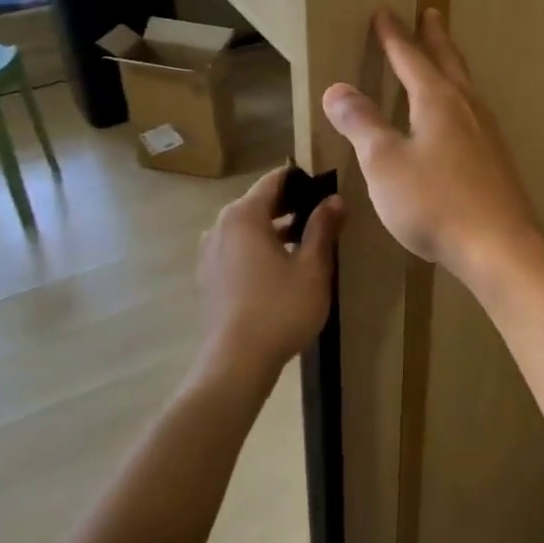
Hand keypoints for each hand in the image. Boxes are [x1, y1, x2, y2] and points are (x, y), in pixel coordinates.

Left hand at [196, 167, 343, 389]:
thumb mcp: (313, 266)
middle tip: (323, 216)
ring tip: (306, 243)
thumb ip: (323, 227)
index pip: (275, 181)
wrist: (237, 362)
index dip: (302, 180)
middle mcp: (220, 226)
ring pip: (247, 228)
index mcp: (244, 215)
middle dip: (291, 206)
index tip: (327, 188)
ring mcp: (210, 252)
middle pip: (259, 203)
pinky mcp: (208, 277)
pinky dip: (258, 248)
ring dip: (275, 229)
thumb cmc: (280, 308)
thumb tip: (335, 199)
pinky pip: (237, 248)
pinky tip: (281, 268)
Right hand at [321, 9, 543, 285]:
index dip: (394, 36)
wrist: (499, 246)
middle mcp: (467, 108)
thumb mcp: (385, 163)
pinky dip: (460, 100)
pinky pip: (474, 114)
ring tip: (445, 60)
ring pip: (466, 88)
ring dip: (452, 67)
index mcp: (437, 101)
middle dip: (435, 38)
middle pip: (448, 63)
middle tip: (431, 14)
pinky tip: (460, 121)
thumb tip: (337, 89)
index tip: (385, 12)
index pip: (411, 58)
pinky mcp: (497, 160)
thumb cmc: (435, 202)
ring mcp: (488, 134)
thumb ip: (362, 124)